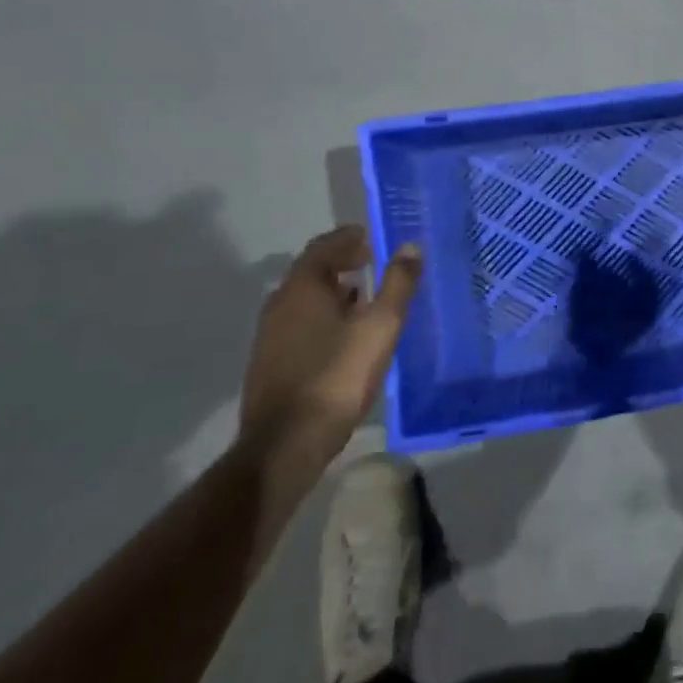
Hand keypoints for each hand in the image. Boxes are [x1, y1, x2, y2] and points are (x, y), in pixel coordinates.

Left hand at [239, 226, 421, 482]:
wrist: (285, 444)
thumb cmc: (337, 375)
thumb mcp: (380, 327)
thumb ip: (398, 284)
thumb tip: (411, 246)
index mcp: (303, 287)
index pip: (324, 245)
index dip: (350, 238)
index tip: (375, 239)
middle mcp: (280, 303)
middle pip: (313, 271)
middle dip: (345, 263)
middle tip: (377, 264)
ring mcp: (271, 335)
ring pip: (307, 300)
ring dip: (336, 292)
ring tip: (369, 299)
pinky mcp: (271, 362)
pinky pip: (302, 324)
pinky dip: (325, 317)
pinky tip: (347, 337)